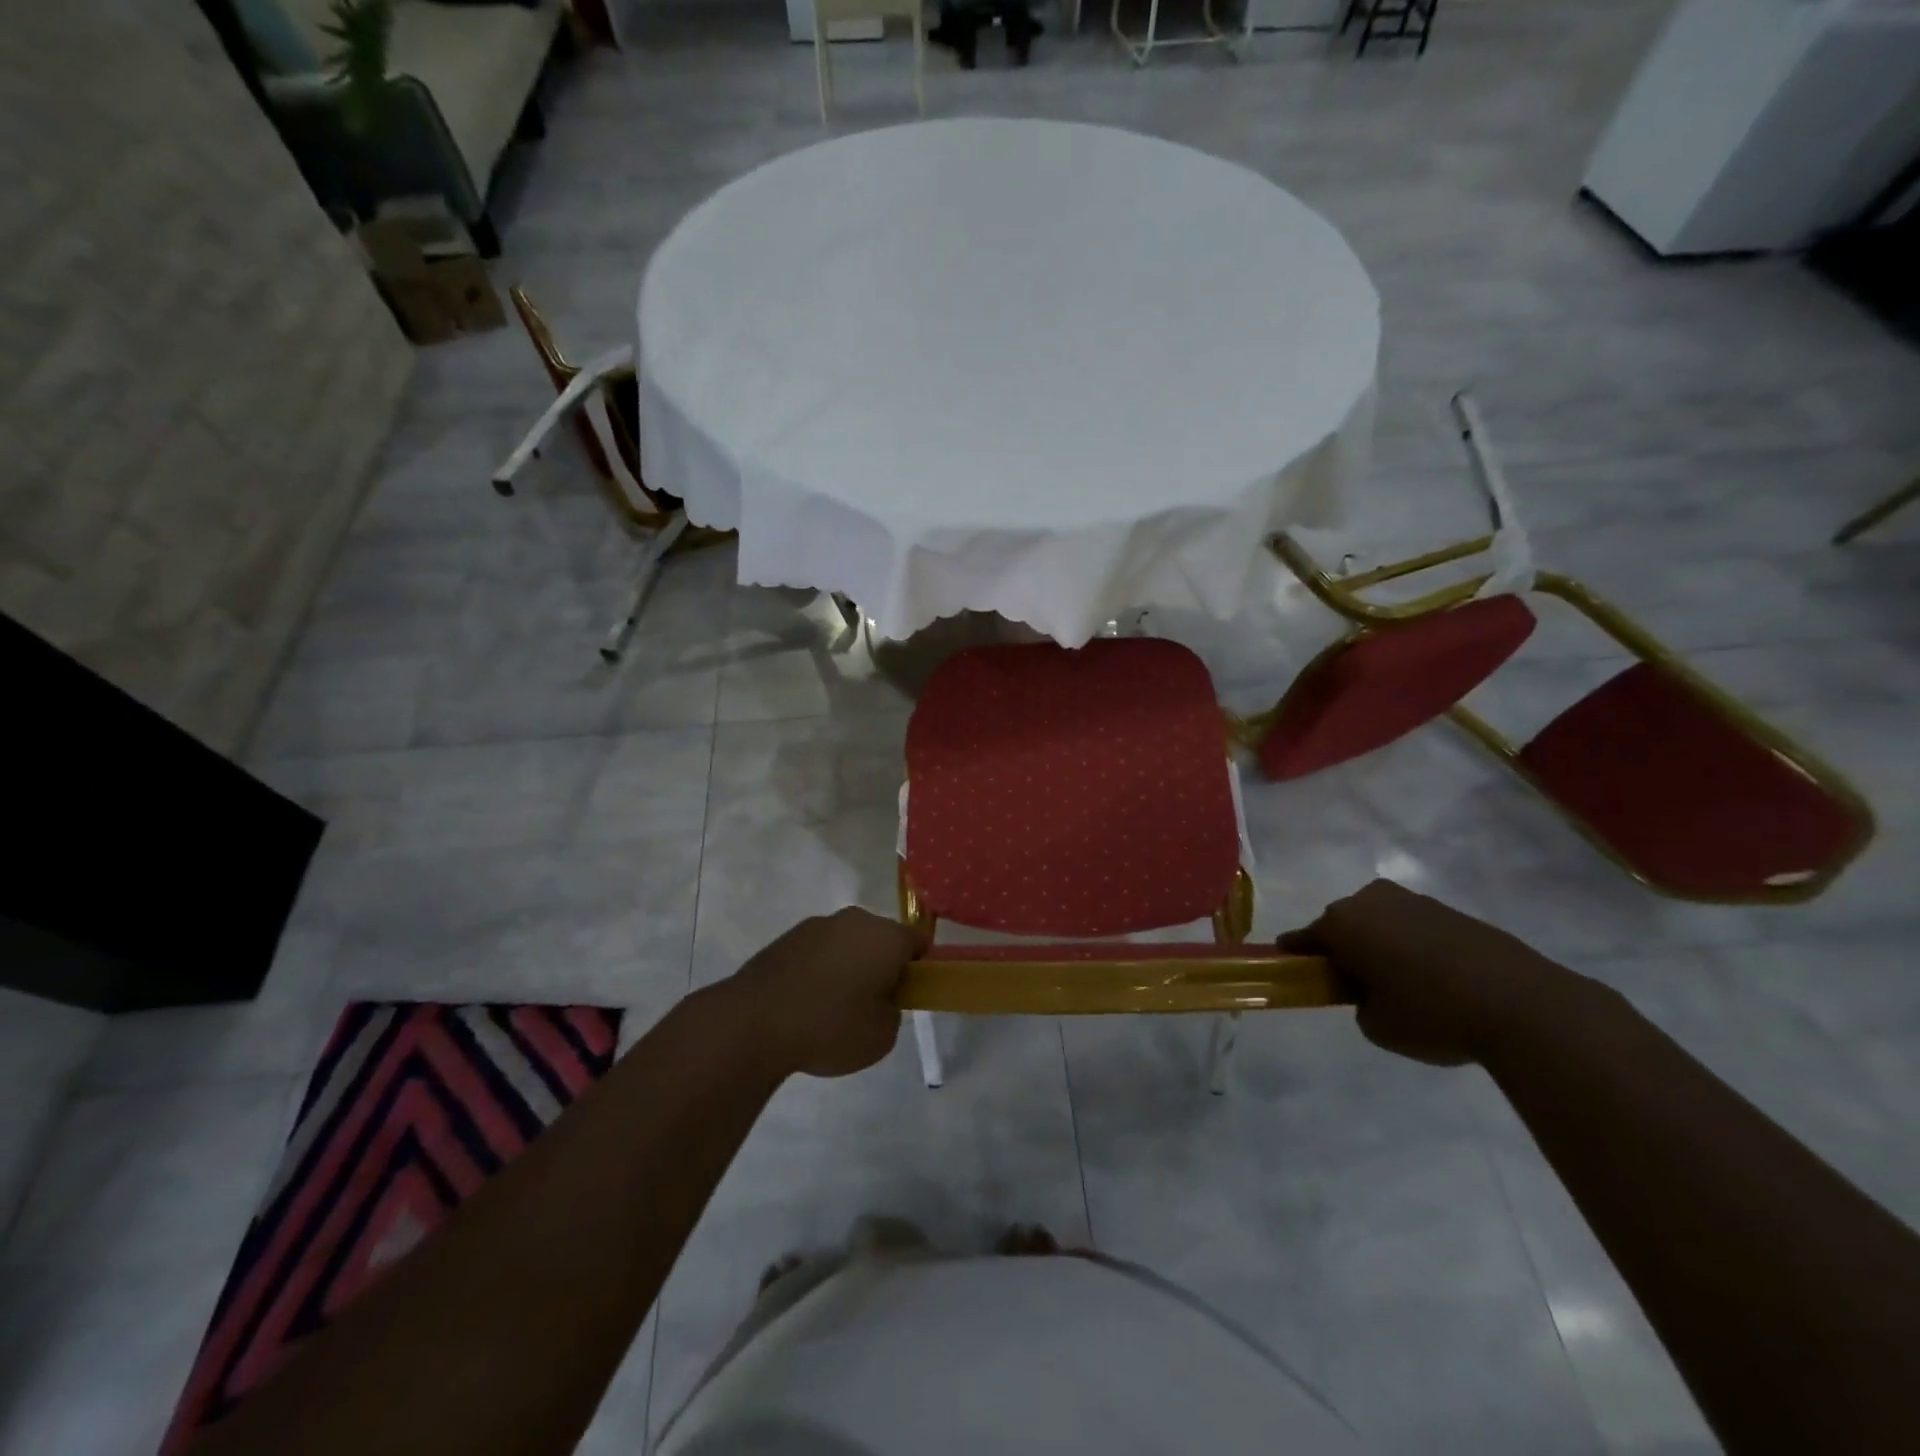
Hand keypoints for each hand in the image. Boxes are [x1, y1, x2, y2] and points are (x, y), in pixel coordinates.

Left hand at [723, 908, 927, 1077]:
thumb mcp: (882, 1036)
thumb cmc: (830, 1027)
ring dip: (849, 966)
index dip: (920, 968)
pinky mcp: (788, 937)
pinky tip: (805, 1003)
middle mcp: (855, 920)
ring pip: (848, 943)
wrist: (754, 1022)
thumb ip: (893, 1011)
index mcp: (886, 937)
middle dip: (882, 965)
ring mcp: (818, 925)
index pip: (919, 942)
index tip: (908, 995)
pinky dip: (820, 970)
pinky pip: (819, 951)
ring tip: (832, 1008)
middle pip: (882, 939)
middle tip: (872, 1005)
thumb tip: (879, 999)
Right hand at [1281, 880, 1589, 1065]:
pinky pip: (1417, 928)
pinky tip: (1436, 980)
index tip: (1294, 969)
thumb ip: (1360, 1004)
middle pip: (1345, 924)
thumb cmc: (1431, 1014)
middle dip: (1346, 948)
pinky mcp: (1453, 912)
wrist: (1524, 1004)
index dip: (1297, 956)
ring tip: (1403, 985)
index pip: (1305, 937)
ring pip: (1382, 923)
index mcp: (1343, 922)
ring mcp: (1415, 902)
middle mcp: (1372, 900)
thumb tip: (1372, 991)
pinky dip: (1416, 948)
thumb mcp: (1377, 1026)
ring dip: (1382, 945)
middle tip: (1357, 985)